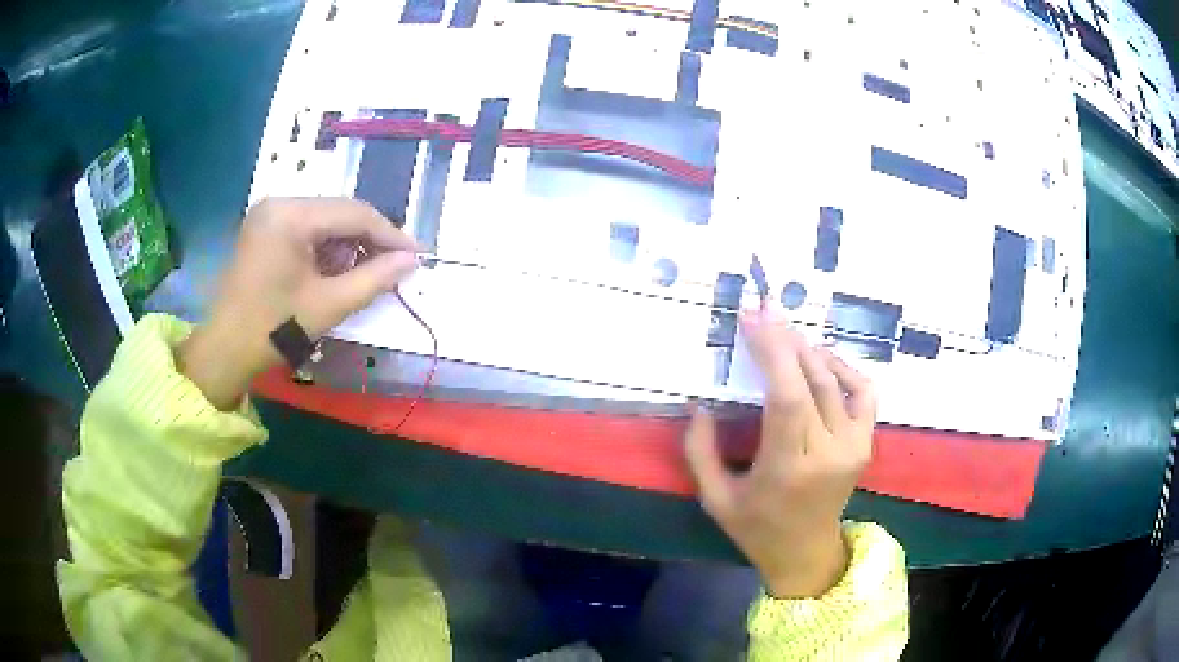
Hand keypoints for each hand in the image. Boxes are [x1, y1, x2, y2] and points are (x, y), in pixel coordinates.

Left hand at [177, 198, 417, 408]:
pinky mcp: (265, 227)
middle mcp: (279, 202)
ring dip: (349, 244)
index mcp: (291, 215)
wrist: (225, 350)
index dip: (390, 234)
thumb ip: (375, 278)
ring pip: (325, 219)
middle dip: (369, 239)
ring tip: (367, 272)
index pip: (353, 213)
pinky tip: (337, 270)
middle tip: (396, 264)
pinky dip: (327, 247)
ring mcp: (269, 213)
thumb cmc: (274, 329)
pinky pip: (307, 228)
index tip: (417, 254)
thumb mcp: (330, 305)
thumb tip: (412, 261)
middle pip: (339, 211)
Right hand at [684, 306, 877, 598]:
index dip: (772, 353)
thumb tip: (699, 403)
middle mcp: (829, 452)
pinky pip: (864, 391)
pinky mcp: (866, 443)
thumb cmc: (756, 528)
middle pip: (812, 380)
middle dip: (785, 340)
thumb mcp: (716, 499)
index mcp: (789, 468)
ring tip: (783, 332)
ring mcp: (855, 446)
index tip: (752, 319)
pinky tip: (821, 359)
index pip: (787, 397)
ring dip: (808, 350)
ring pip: (835, 381)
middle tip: (763, 310)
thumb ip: (700, 451)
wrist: (807, 552)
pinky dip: (844, 367)